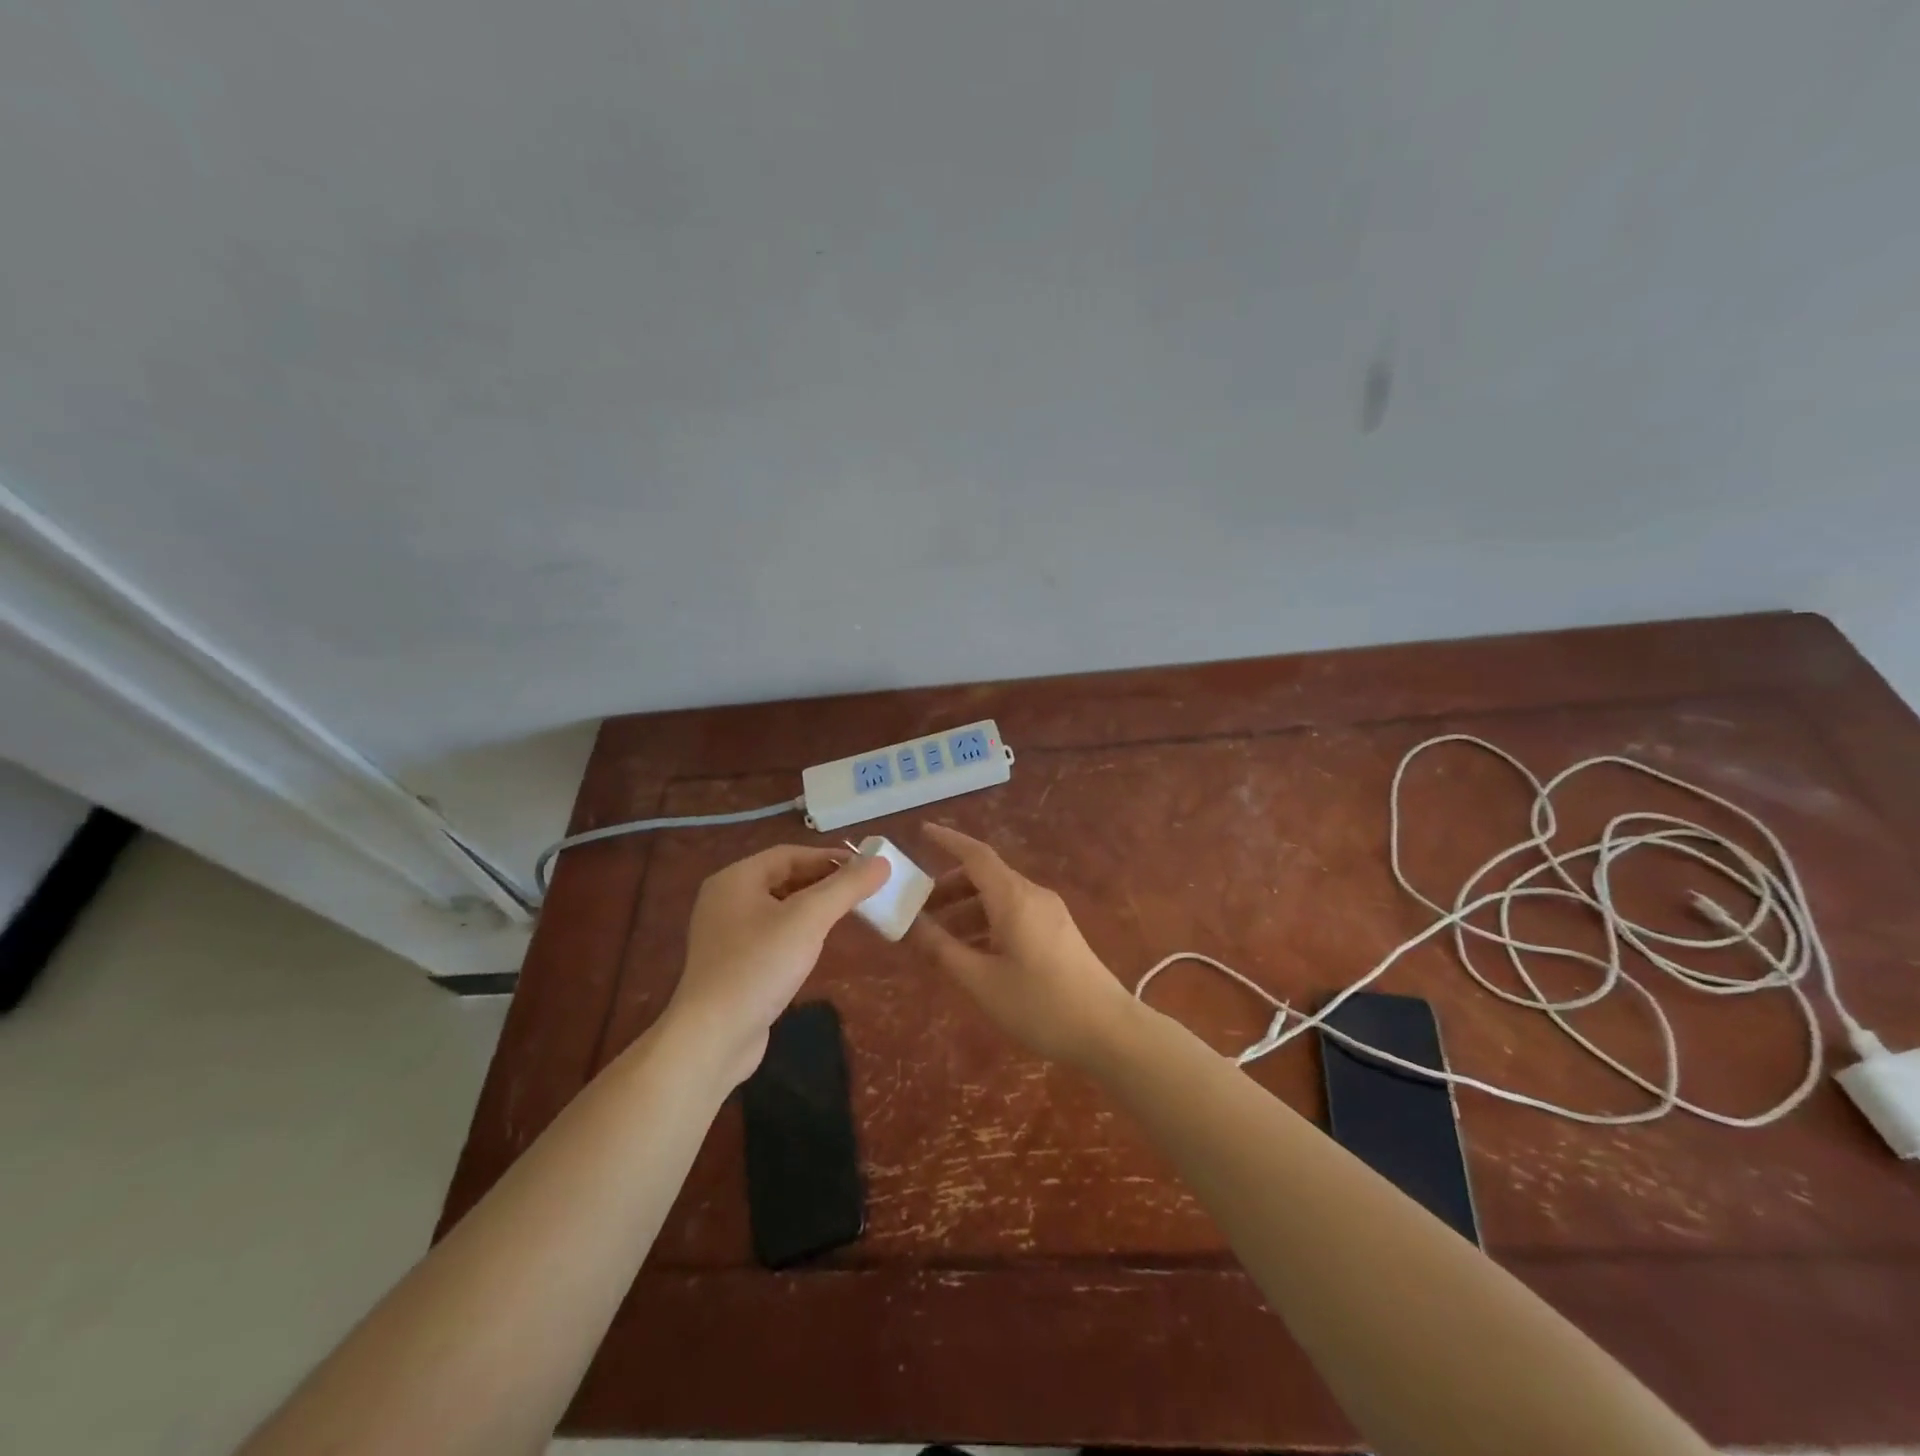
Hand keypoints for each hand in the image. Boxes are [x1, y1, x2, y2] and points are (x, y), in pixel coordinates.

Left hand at [664, 845, 889, 1085]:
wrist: (712, 1038)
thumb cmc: (759, 966)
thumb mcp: (809, 919)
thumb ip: (846, 887)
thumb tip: (882, 862)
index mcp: (736, 879)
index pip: (790, 855)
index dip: (829, 857)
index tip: (866, 867)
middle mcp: (726, 900)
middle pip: (783, 878)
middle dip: (823, 881)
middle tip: (862, 890)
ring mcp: (726, 934)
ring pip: (778, 907)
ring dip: (812, 906)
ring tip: (847, 913)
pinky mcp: (732, 964)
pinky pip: (771, 934)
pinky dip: (798, 931)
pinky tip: (817, 944)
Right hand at [909, 824, 1137, 1066]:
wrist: (1109, 1031)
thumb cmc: (1041, 1005)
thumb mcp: (982, 981)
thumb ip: (943, 949)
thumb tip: (911, 924)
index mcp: (1014, 898)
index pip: (976, 855)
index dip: (948, 840)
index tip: (922, 831)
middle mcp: (1033, 896)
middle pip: (986, 876)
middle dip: (950, 887)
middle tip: (919, 908)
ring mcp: (1050, 913)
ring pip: (1000, 897)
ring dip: (968, 909)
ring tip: (939, 937)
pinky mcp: (1058, 932)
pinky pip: (1015, 913)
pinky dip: (988, 922)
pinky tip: (974, 951)